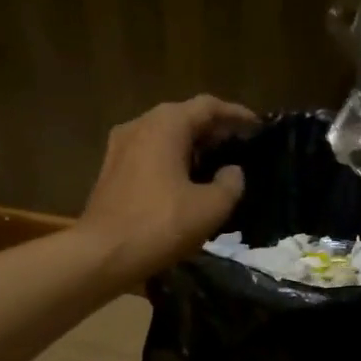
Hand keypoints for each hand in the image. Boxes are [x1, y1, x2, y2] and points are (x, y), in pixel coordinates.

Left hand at [77, 95, 257, 284]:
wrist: (102, 254)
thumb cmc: (160, 225)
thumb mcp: (210, 208)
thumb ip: (230, 184)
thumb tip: (233, 171)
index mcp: (166, 125)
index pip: (208, 106)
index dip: (236, 114)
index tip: (258, 127)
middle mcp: (140, 125)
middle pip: (184, 117)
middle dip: (214, 130)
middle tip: (240, 146)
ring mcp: (121, 147)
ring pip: (165, 136)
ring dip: (192, 146)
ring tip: (217, 164)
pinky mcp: (112, 170)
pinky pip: (151, 153)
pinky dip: (173, 159)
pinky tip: (187, 181)